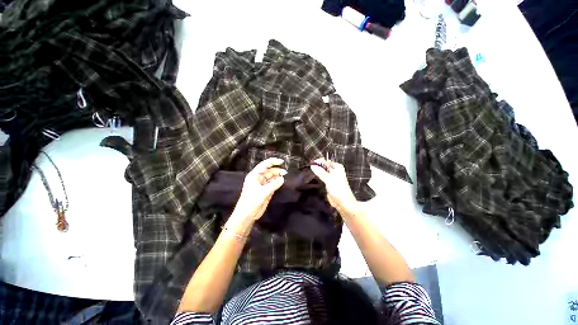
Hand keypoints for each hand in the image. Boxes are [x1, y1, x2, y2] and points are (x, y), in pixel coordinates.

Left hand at [227, 158, 286, 232]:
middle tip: (285, 172)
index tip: (282, 161)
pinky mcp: (265, 190)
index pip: (264, 165)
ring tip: (284, 177)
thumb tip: (282, 178)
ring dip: (277, 176)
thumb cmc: (251, 201)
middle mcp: (258, 178)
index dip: (273, 162)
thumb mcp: (263, 192)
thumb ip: (274, 185)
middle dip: (277, 170)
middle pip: (269, 171)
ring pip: (271, 177)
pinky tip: (281, 182)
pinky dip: (276, 182)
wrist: (246, 215)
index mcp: (254, 175)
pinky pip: (272, 184)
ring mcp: (261, 184)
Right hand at [310, 158, 359, 216]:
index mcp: (337, 167)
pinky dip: (318, 176)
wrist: (342, 202)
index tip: (310, 163)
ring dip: (317, 171)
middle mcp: (334, 170)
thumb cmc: (338, 189)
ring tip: (309, 172)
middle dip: (317, 166)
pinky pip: (322, 177)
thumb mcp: (328, 179)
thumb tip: (312, 166)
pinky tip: (313, 177)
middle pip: (324, 166)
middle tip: (308, 167)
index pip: (325, 161)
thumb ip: (320, 172)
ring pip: (322, 171)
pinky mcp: (329, 182)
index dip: (318, 162)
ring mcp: (331, 177)